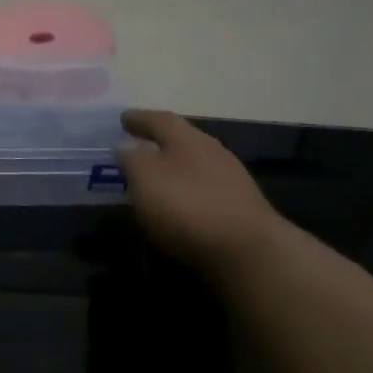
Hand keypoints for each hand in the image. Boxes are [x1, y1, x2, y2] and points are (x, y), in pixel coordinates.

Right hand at [115, 110, 281, 268]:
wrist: (250, 253)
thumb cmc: (188, 207)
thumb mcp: (145, 177)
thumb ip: (132, 158)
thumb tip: (126, 147)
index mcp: (188, 138)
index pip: (159, 120)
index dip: (139, 119)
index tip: (122, 119)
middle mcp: (213, 152)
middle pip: (181, 140)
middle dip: (158, 143)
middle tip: (135, 148)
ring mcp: (231, 181)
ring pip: (194, 166)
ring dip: (173, 170)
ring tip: (153, 181)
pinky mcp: (240, 210)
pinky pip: (204, 191)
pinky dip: (186, 193)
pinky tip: (177, 207)